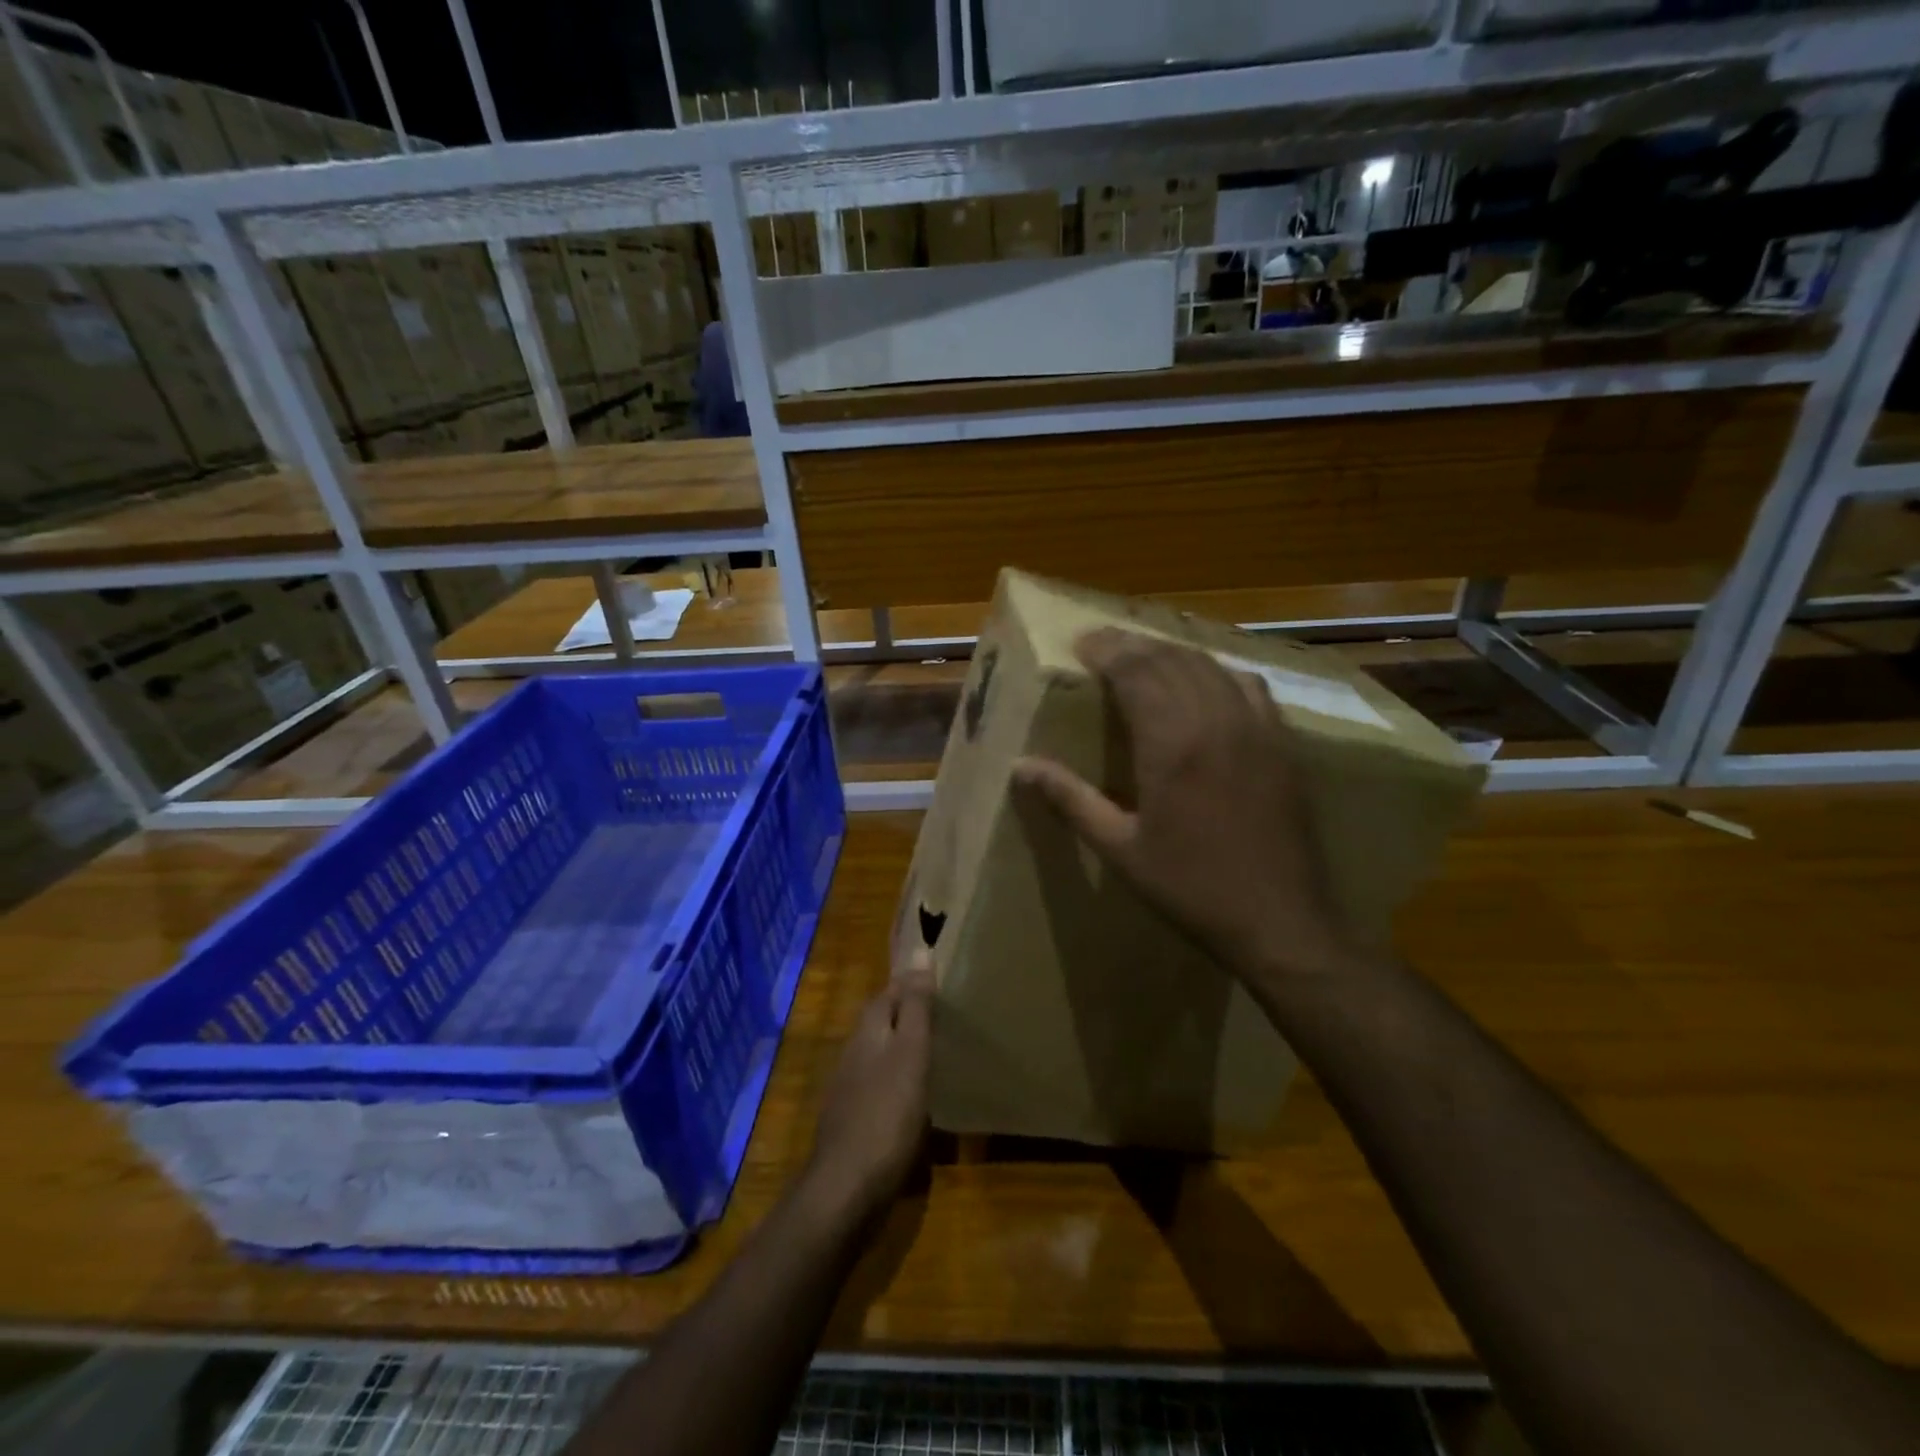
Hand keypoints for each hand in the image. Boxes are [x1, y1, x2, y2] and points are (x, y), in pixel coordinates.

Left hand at [804, 959, 934, 1221]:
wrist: (846, 1187)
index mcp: (868, 1031)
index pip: (889, 991)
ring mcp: (850, 1087)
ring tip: (937, 1049)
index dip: (911, 982)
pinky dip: (899, 1080)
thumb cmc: (886, 1113)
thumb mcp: (910, 1053)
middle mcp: (854, 1052)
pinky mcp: (854, 1119)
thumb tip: (919, 953)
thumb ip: (916, 1007)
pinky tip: (917, 1095)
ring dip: (903, 1046)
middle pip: (881, 1021)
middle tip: (945, 1012)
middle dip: (907, 1012)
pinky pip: (880, 1085)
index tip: (940, 976)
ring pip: (880, 1053)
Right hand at [1013, 628, 1352, 985]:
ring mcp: (1256, 728)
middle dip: (1133, 645)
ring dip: (1173, 652)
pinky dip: (1218, 670)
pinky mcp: (1282, 743)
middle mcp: (1215, 721)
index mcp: (1171, 744)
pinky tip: (1206, 679)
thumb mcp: (1120, 848)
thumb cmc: (1190, 887)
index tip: (1081, 643)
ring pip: (1210, 665)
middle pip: (1171, 659)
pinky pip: (1249, 685)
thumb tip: (1021, 766)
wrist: (1280, 920)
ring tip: (1144, 654)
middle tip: (1103, 643)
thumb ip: (1071, 799)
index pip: (1137, 671)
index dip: (1108, 650)